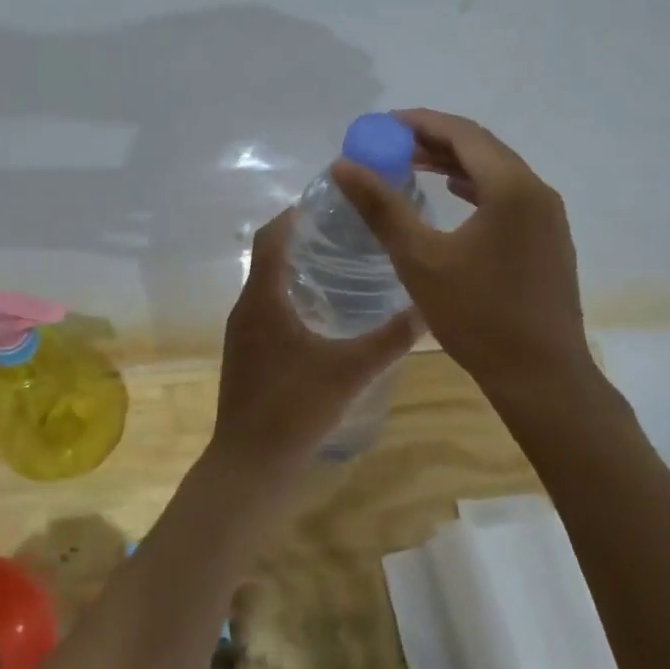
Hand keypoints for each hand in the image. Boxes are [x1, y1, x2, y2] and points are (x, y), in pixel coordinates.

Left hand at [210, 209, 419, 478]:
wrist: (249, 466)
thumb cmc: (294, 409)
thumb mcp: (351, 371)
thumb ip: (390, 339)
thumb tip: (427, 307)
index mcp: (263, 299)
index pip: (271, 236)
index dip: (296, 213)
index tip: (332, 202)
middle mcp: (246, 307)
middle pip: (270, 256)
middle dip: (304, 238)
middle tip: (349, 232)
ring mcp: (242, 333)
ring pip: (268, 284)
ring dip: (297, 268)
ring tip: (343, 265)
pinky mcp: (246, 354)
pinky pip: (267, 308)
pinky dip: (291, 296)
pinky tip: (325, 315)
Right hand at [333, 109, 589, 399]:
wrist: (542, 376)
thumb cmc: (478, 316)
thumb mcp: (420, 259)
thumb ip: (382, 207)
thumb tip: (344, 165)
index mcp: (511, 187)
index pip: (462, 134)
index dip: (420, 122)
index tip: (384, 124)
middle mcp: (537, 191)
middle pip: (482, 148)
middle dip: (435, 140)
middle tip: (392, 144)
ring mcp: (549, 217)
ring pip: (497, 172)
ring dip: (455, 164)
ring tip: (413, 166)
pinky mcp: (549, 239)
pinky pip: (509, 196)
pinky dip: (476, 187)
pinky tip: (454, 197)